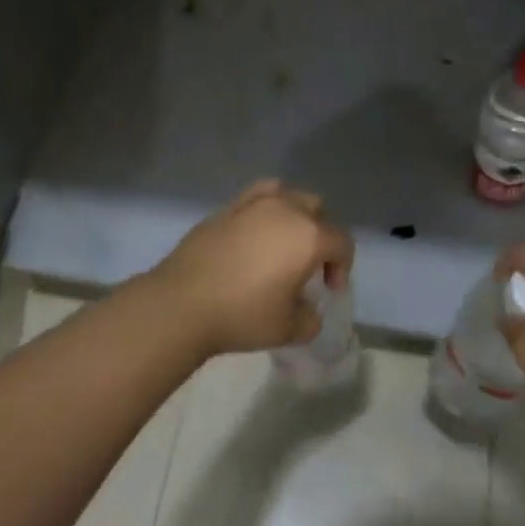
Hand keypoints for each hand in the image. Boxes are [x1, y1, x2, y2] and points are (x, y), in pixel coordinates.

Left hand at [145, 181, 355, 358]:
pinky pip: (257, 196)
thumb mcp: (288, 329)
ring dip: (294, 215)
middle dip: (321, 235)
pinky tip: (255, 232)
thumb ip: (309, 318)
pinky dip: (265, 209)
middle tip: (308, 266)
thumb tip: (307, 310)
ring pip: (288, 195)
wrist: (182, 303)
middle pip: (317, 211)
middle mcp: (286, 210)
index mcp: (310, 237)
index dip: (342, 266)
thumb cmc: (243, 315)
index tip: (328, 289)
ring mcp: (254, 204)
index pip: (342, 242)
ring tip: (282, 242)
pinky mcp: (226, 207)